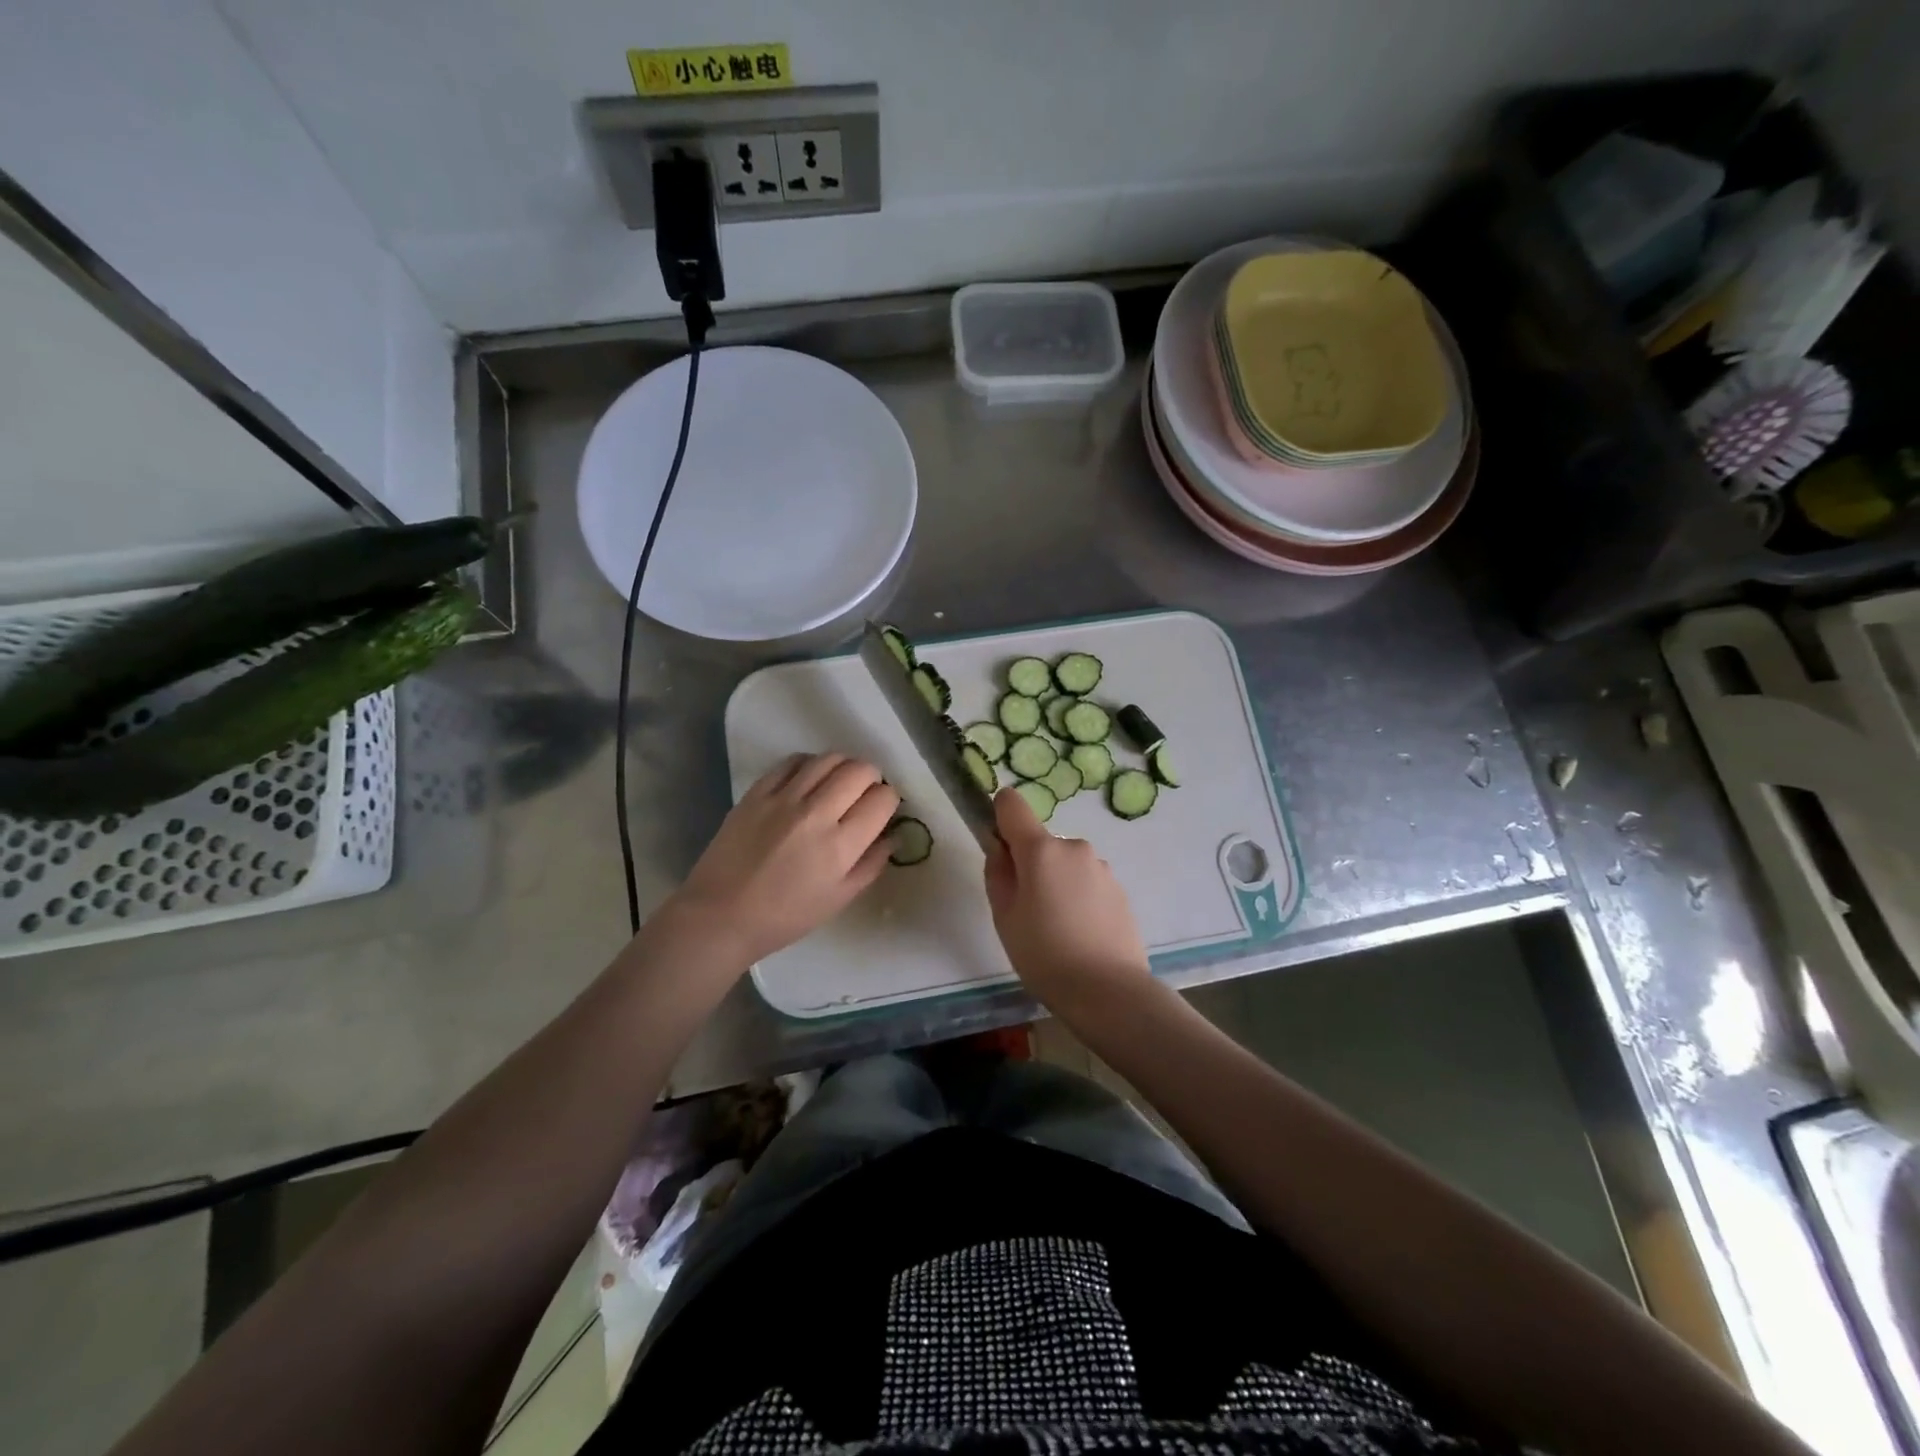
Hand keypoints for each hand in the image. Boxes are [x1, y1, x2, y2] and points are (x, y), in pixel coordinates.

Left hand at [669, 753, 899, 964]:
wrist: (720, 915)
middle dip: (872, 778)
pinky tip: (809, 779)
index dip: (889, 801)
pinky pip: (793, 761)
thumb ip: (871, 864)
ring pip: (829, 758)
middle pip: (860, 770)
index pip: (882, 799)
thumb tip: (892, 835)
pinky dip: (810, 764)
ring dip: (844, 766)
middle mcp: (816, 813)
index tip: (881, 810)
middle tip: (864, 793)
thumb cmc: (785, 916)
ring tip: (839, 782)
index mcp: (840, 846)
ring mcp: (784, 798)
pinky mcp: (757, 792)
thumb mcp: (839, 899)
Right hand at [983, 785, 1151, 1002]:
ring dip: (1055, 883)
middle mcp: (1074, 847)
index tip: (997, 846)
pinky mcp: (1119, 889)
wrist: (1109, 992)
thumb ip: (997, 873)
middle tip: (1025, 910)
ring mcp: (1101, 867)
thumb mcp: (1005, 917)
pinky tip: (1079, 935)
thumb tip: (1000, 849)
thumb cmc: (1044, 955)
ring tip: (1055, 930)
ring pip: (1065, 864)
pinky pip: (1086, 883)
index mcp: (1041, 849)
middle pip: (1040, 842)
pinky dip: (1077, 898)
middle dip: (1029, 865)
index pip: (1012, 805)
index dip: (999, 815)